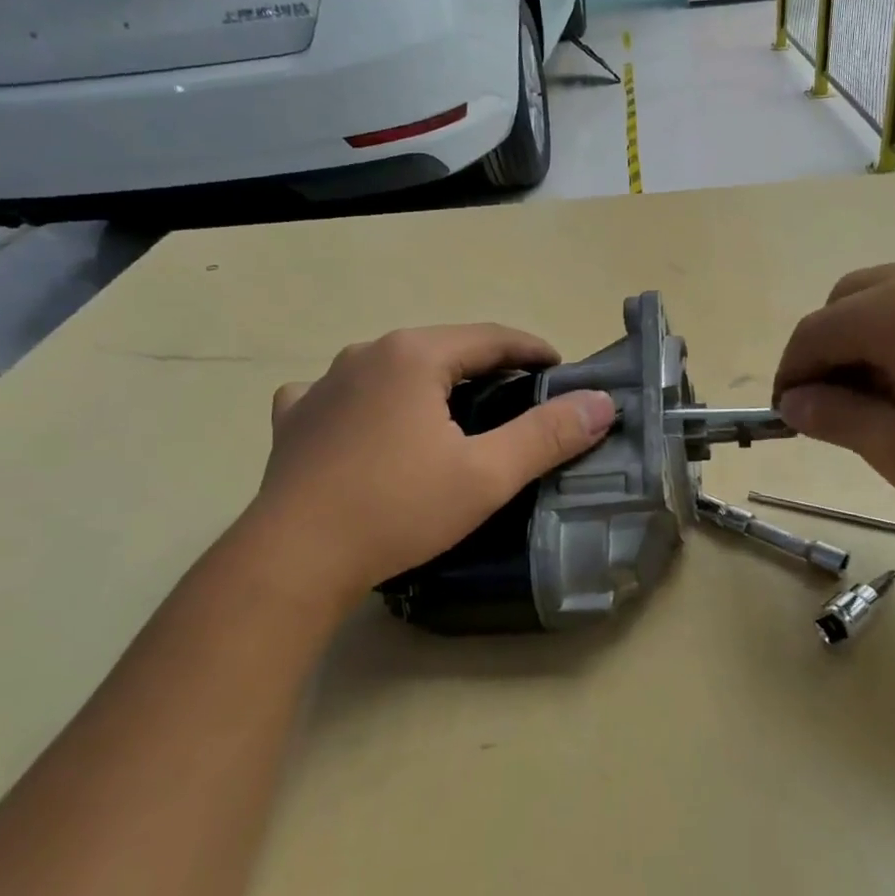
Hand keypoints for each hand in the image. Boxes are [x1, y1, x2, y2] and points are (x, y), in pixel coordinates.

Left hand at [245, 324, 615, 601]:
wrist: (294, 558)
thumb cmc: (397, 509)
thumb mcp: (486, 475)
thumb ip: (547, 435)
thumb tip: (600, 403)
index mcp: (413, 355)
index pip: (490, 337)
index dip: (532, 350)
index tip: (560, 371)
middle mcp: (365, 354)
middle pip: (442, 349)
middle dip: (484, 367)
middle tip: (518, 397)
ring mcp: (322, 384)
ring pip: (392, 370)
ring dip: (428, 383)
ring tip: (452, 414)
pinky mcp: (295, 419)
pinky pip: (342, 395)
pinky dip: (370, 402)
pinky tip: (371, 426)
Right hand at [772, 258, 894, 537]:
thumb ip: (837, 419)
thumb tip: (796, 403)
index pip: (813, 332)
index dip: (790, 376)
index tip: (789, 422)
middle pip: (846, 303)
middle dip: (826, 352)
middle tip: (836, 412)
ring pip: (887, 300)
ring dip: (865, 344)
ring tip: (884, 405)